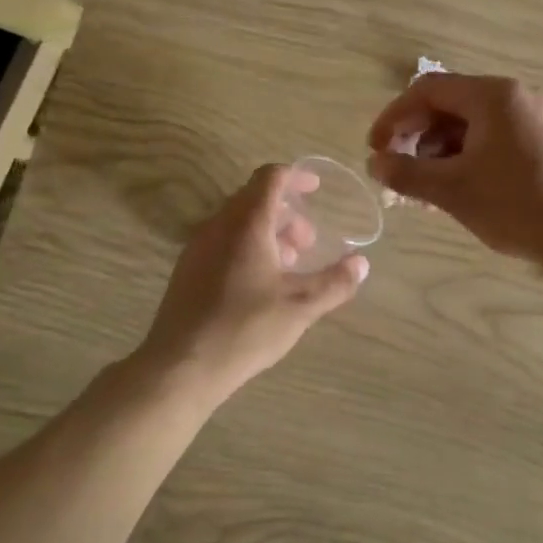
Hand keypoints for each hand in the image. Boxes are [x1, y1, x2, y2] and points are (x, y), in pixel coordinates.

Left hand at [137, 164, 366, 400]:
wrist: (180, 366)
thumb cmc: (245, 328)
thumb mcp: (300, 306)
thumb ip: (335, 282)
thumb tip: (361, 263)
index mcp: (247, 224)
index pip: (270, 178)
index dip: (296, 176)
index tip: (316, 188)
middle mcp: (219, 226)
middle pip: (254, 199)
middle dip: (287, 212)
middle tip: (309, 241)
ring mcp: (198, 247)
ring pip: (238, 222)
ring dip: (268, 231)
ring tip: (289, 264)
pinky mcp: (188, 270)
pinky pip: (223, 241)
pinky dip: (247, 247)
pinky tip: (261, 284)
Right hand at [366, 74, 542, 270]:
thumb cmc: (515, 205)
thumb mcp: (452, 190)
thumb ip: (406, 173)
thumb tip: (374, 164)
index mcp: (492, 95)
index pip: (427, 90)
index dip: (394, 117)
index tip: (376, 149)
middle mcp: (513, 96)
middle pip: (448, 105)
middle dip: (416, 137)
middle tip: (397, 171)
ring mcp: (531, 117)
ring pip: (469, 124)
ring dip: (438, 151)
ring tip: (423, 189)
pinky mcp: (541, 140)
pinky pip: (491, 138)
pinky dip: (465, 157)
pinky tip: (454, 189)